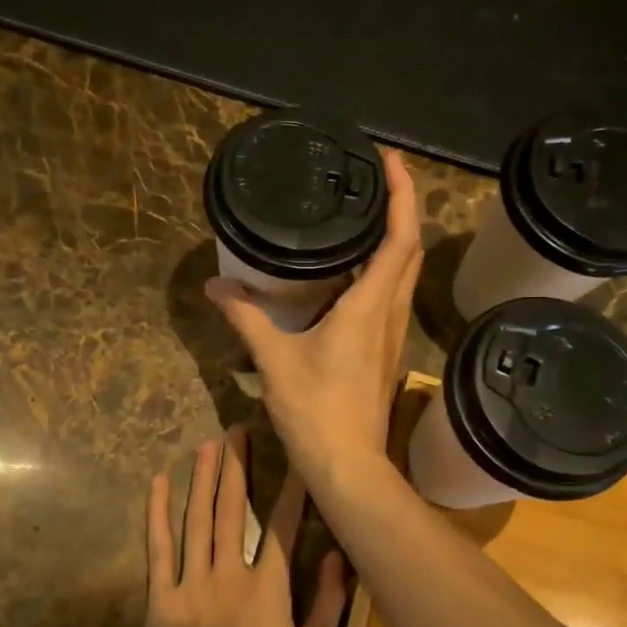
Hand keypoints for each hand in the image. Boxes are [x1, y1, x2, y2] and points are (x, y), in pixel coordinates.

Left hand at [138, 428, 346, 626]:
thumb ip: (328, 607)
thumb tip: (340, 557)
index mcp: (268, 588)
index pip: (285, 526)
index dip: (292, 488)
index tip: (297, 455)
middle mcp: (230, 574)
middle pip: (235, 509)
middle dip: (238, 467)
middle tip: (237, 431)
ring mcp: (192, 583)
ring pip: (198, 519)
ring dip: (203, 479)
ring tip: (207, 444)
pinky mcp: (161, 598)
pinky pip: (160, 547)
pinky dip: (158, 513)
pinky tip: (158, 483)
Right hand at [205, 149, 422, 487]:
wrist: (347, 465)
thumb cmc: (315, 411)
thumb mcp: (274, 360)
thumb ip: (246, 319)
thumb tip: (216, 288)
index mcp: (368, 307)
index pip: (399, 239)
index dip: (402, 195)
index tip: (389, 160)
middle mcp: (388, 314)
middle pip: (410, 250)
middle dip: (402, 207)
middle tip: (376, 178)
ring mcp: (391, 335)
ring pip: (405, 274)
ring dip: (397, 238)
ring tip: (366, 214)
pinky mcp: (385, 352)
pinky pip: (392, 296)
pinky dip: (384, 269)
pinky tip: (356, 271)